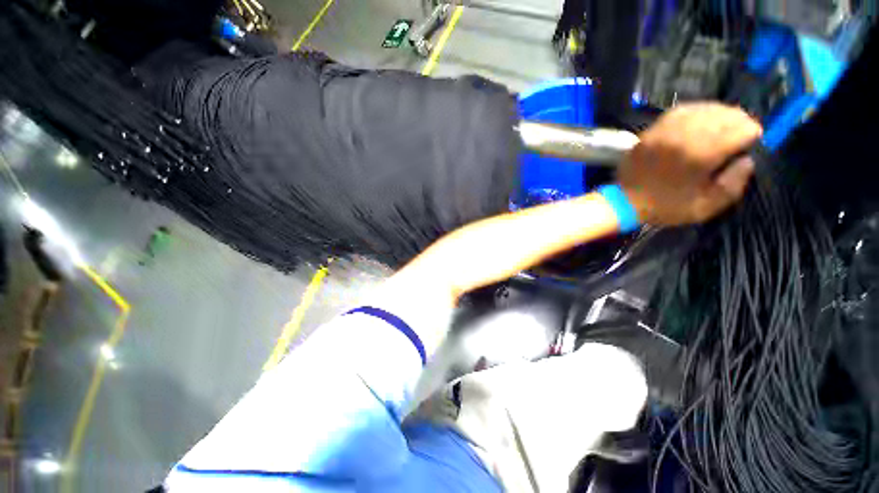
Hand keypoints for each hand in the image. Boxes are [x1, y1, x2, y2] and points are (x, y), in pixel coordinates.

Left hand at [618, 103, 762, 225]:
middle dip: (739, 121)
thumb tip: (747, 160)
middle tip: (741, 132)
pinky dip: (696, 111)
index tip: (752, 143)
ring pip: (703, 108)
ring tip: (725, 123)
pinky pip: (679, 110)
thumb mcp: (705, 207)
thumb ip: (733, 184)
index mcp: (700, 154)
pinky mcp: (651, 130)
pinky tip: (702, 119)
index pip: (740, 129)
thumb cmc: (665, 207)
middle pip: (724, 114)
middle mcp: (683, 135)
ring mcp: (664, 130)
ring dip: (720, 113)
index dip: (752, 134)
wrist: (623, 202)